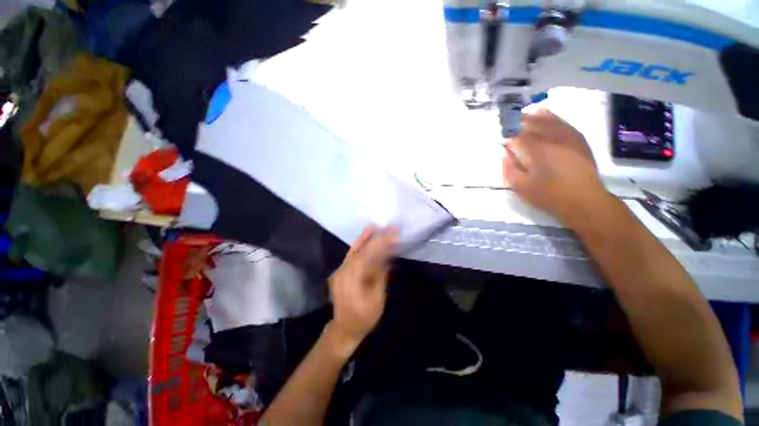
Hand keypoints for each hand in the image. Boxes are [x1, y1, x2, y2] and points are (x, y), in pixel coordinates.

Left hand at [326, 226, 397, 352]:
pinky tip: (363, 239)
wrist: (344, 328)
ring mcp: (340, 271)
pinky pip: (350, 256)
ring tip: (373, 227)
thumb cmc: (365, 316)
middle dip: (374, 238)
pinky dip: (358, 246)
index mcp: (354, 280)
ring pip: (353, 251)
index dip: (380, 244)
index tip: (392, 234)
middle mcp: (344, 272)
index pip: (368, 257)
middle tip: (386, 227)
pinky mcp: (340, 271)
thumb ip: (380, 275)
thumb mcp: (377, 298)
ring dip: (364, 238)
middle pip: (360, 251)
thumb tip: (387, 256)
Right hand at [502, 108, 610, 227]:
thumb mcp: (521, 187)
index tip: (501, 133)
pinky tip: (546, 114)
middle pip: (533, 123)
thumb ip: (509, 169)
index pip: (518, 135)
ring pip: (549, 120)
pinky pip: (563, 123)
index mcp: (536, 150)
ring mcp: (567, 137)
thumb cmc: (549, 195)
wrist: (584, 200)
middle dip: (519, 121)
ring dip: (535, 116)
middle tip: (509, 121)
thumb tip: (505, 153)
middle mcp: (552, 138)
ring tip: (525, 114)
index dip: (507, 132)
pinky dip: (553, 117)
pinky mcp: (578, 140)